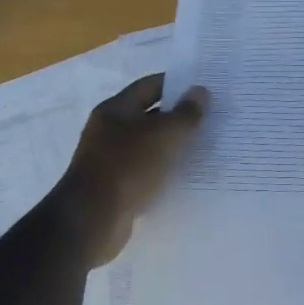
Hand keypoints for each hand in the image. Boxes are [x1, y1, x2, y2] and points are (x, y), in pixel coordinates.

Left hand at [59, 74, 208, 265]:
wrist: (93, 220)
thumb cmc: (128, 166)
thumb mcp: (165, 135)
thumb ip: (186, 113)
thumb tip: (201, 92)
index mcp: (116, 110)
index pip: (150, 85)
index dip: (177, 84)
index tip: (204, 90)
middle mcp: (109, 130)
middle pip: (150, 115)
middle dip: (179, 116)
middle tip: (211, 118)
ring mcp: (110, 159)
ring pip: (149, 145)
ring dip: (173, 145)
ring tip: (205, 147)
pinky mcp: (116, 186)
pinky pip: (146, 170)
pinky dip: (164, 170)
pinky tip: (186, 175)